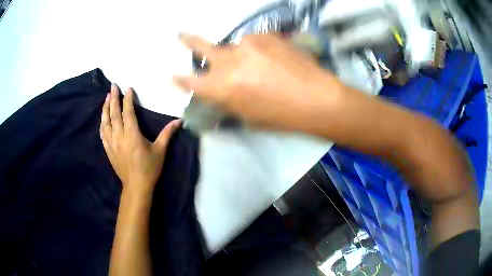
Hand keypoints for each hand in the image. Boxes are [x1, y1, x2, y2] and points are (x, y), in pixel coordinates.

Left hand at [100, 84, 180, 194]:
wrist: (136, 186)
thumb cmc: (149, 168)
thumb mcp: (160, 150)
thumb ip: (167, 133)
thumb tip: (179, 121)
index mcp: (132, 134)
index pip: (128, 112)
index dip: (127, 99)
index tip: (128, 88)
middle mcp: (119, 136)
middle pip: (114, 114)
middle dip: (114, 98)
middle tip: (113, 86)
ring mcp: (112, 143)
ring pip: (106, 122)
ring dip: (105, 109)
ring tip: (107, 98)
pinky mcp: (108, 150)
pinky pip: (102, 134)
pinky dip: (102, 124)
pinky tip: (102, 118)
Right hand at [172, 33, 341, 130]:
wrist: (316, 98)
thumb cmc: (281, 115)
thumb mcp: (248, 116)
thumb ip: (229, 99)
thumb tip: (220, 90)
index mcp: (222, 88)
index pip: (190, 81)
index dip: (180, 79)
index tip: (174, 74)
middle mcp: (228, 61)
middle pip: (201, 47)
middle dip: (188, 41)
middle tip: (180, 34)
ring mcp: (247, 43)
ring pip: (235, 45)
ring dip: (241, 54)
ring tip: (263, 66)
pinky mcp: (265, 35)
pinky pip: (255, 41)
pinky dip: (260, 50)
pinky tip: (276, 59)